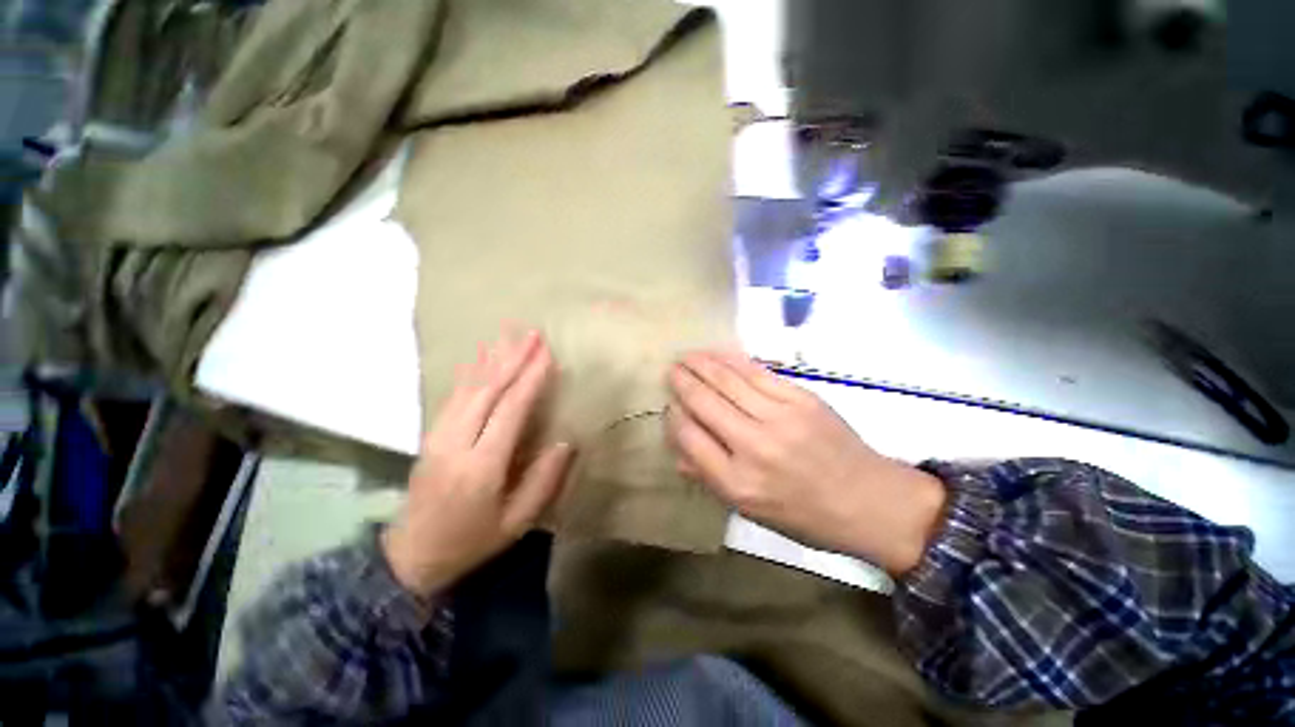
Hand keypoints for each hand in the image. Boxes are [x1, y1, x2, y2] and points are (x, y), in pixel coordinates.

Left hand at [383, 330, 574, 597]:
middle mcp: (456, 443)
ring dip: (492, 359)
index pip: (509, 411)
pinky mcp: (430, 435)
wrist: (410, 557)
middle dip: (512, 360)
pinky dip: (470, 372)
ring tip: (510, 335)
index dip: (529, 380)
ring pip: (468, 388)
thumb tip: (566, 442)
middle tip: (533, 335)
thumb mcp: (516, 522)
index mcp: (481, 466)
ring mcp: (438, 436)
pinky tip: (481, 357)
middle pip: (487, 391)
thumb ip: (543, 481)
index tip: (547, 355)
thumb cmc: (471, 542)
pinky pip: (453, 396)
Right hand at [667, 351, 946, 575]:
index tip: (670, 406)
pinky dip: (732, 360)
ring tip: (686, 356)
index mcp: (738, 483)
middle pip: (705, 403)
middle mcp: (754, 446)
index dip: (674, 416)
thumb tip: (678, 448)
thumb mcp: (750, 512)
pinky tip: (717, 354)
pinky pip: (756, 372)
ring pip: (728, 381)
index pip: (690, 437)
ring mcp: (780, 417)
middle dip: (683, 382)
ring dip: (702, 364)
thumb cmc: (805, 515)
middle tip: (671, 369)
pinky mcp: (801, 398)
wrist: (871, 501)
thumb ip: (708, 478)